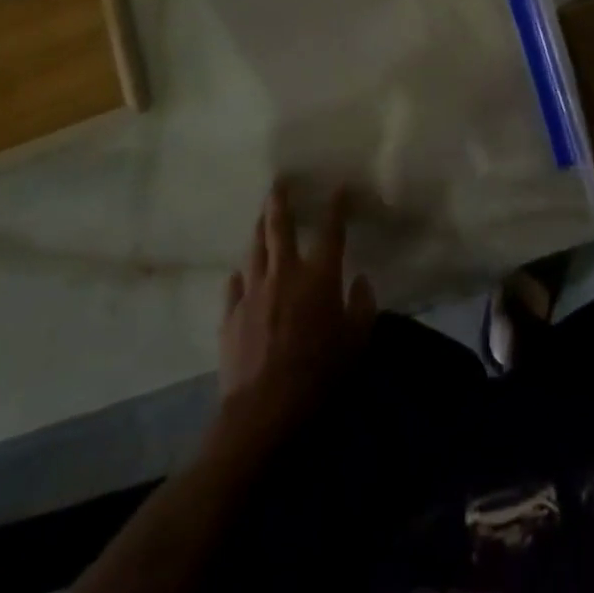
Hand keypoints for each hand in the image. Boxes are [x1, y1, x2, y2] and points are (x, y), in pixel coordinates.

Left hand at [214, 185, 376, 455]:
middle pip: (279, 226)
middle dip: (280, 201)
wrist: (263, 410)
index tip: (339, 187)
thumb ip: (363, 306)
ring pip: (254, 249)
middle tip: (279, 182)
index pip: (331, 231)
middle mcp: (284, 272)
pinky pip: (234, 285)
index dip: (336, 206)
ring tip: (261, 216)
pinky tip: (240, 274)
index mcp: (319, 276)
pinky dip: (240, 275)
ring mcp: (252, 291)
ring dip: (259, 229)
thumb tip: (362, 280)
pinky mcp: (230, 314)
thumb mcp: (355, 341)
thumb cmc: (318, 373)